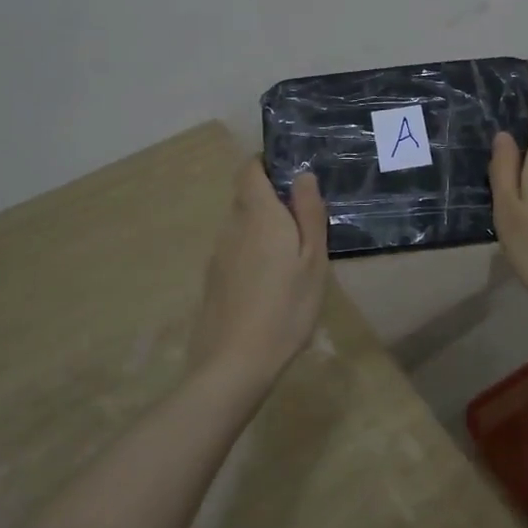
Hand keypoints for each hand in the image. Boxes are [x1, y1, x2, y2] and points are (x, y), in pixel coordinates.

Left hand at [192, 161, 328, 384]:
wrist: (234, 363)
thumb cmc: (286, 307)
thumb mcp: (313, 259)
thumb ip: (308, 213)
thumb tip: (302, 175)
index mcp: (258, 215)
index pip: (249, 170)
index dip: (266, 163)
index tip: (291, 173)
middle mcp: (232, 227)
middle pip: (247, 197)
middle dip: (272, 199)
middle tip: (305, 220)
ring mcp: (218, 255)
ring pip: (242, 226)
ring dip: (264, 228)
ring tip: (293, 254)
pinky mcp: (213, 280)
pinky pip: (236, 251)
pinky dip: (254, 253)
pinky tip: (272, 282)